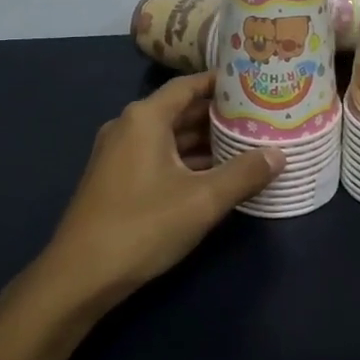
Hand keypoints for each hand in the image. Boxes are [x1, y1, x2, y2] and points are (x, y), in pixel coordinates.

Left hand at [40, 72, 282, 310]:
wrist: (80, 276)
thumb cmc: (143, 226)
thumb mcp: (203, 200)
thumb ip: (244, 174)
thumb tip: (279, 154)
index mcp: (145, 118)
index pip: (188, 85)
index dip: (222, 84)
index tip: (254, 85)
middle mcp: (128, 127)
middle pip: (179, 110)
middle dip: (219, 115)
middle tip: (259, 117)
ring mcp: (118, 154)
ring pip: (169, 137)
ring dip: (204, 141)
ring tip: (246, 145)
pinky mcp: (116, 179)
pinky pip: (158, 157)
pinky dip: (186, 161)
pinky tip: (215, 176)